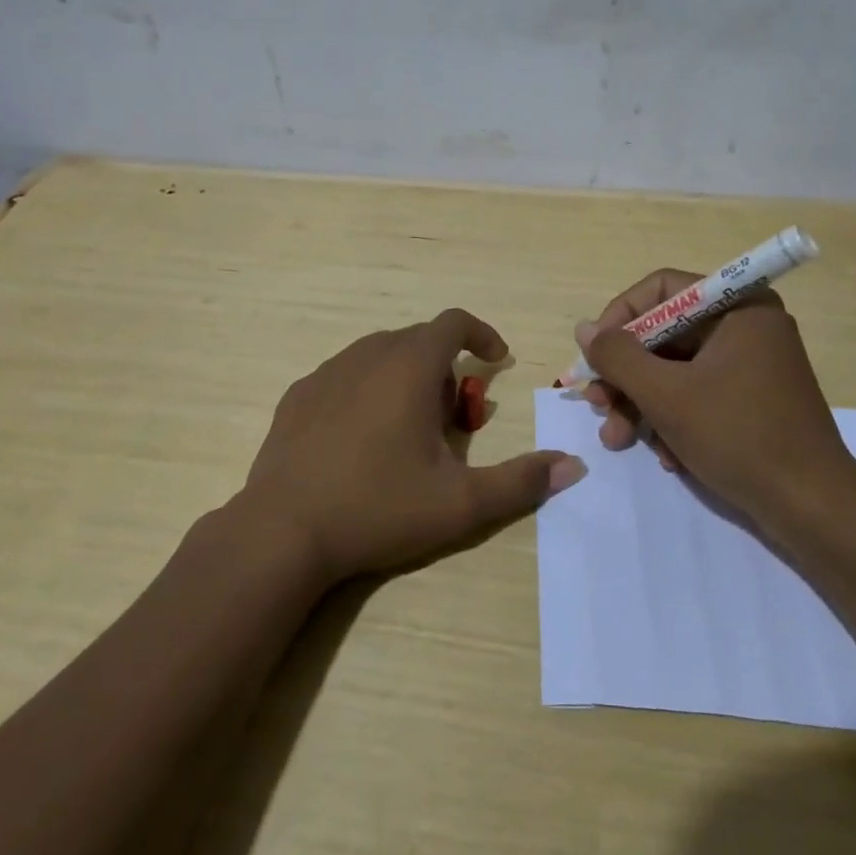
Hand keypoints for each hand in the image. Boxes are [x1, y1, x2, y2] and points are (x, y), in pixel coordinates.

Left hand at [243, 308, 585, 582]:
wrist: (282, 532)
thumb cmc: (378, 508)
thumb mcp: (461, 503)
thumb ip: (521, 481)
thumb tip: (573, 466)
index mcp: (408, 366)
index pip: (453, 322)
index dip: (481, 335)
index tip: (496, 361)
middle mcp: (366, 355)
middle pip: (418, 341)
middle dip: (445, 368)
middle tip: (453, 418)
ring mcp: (326, 373)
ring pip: (379, 356)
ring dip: (405, 378)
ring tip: (409, 430)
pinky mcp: (297, 396)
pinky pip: (344, 376)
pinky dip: (367, 391)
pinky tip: (361, 439)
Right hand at [577, 270, 855, 540]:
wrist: (813, 508)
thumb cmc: (739, 436)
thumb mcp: (666, 395)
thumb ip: (618, 357)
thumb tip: (584, 329)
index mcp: (737, 307)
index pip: (662, 289)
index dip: (620, 317)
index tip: (595, 355)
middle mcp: (746, 326)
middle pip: (665, 334)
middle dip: (626, 374)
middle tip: (598, 404)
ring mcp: (751, 364)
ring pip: (676, 369)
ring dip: (641, 404)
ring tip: (618, 440)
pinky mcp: (752, 399)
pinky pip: (698, 393)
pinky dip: (673, 419)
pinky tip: (666, 456)